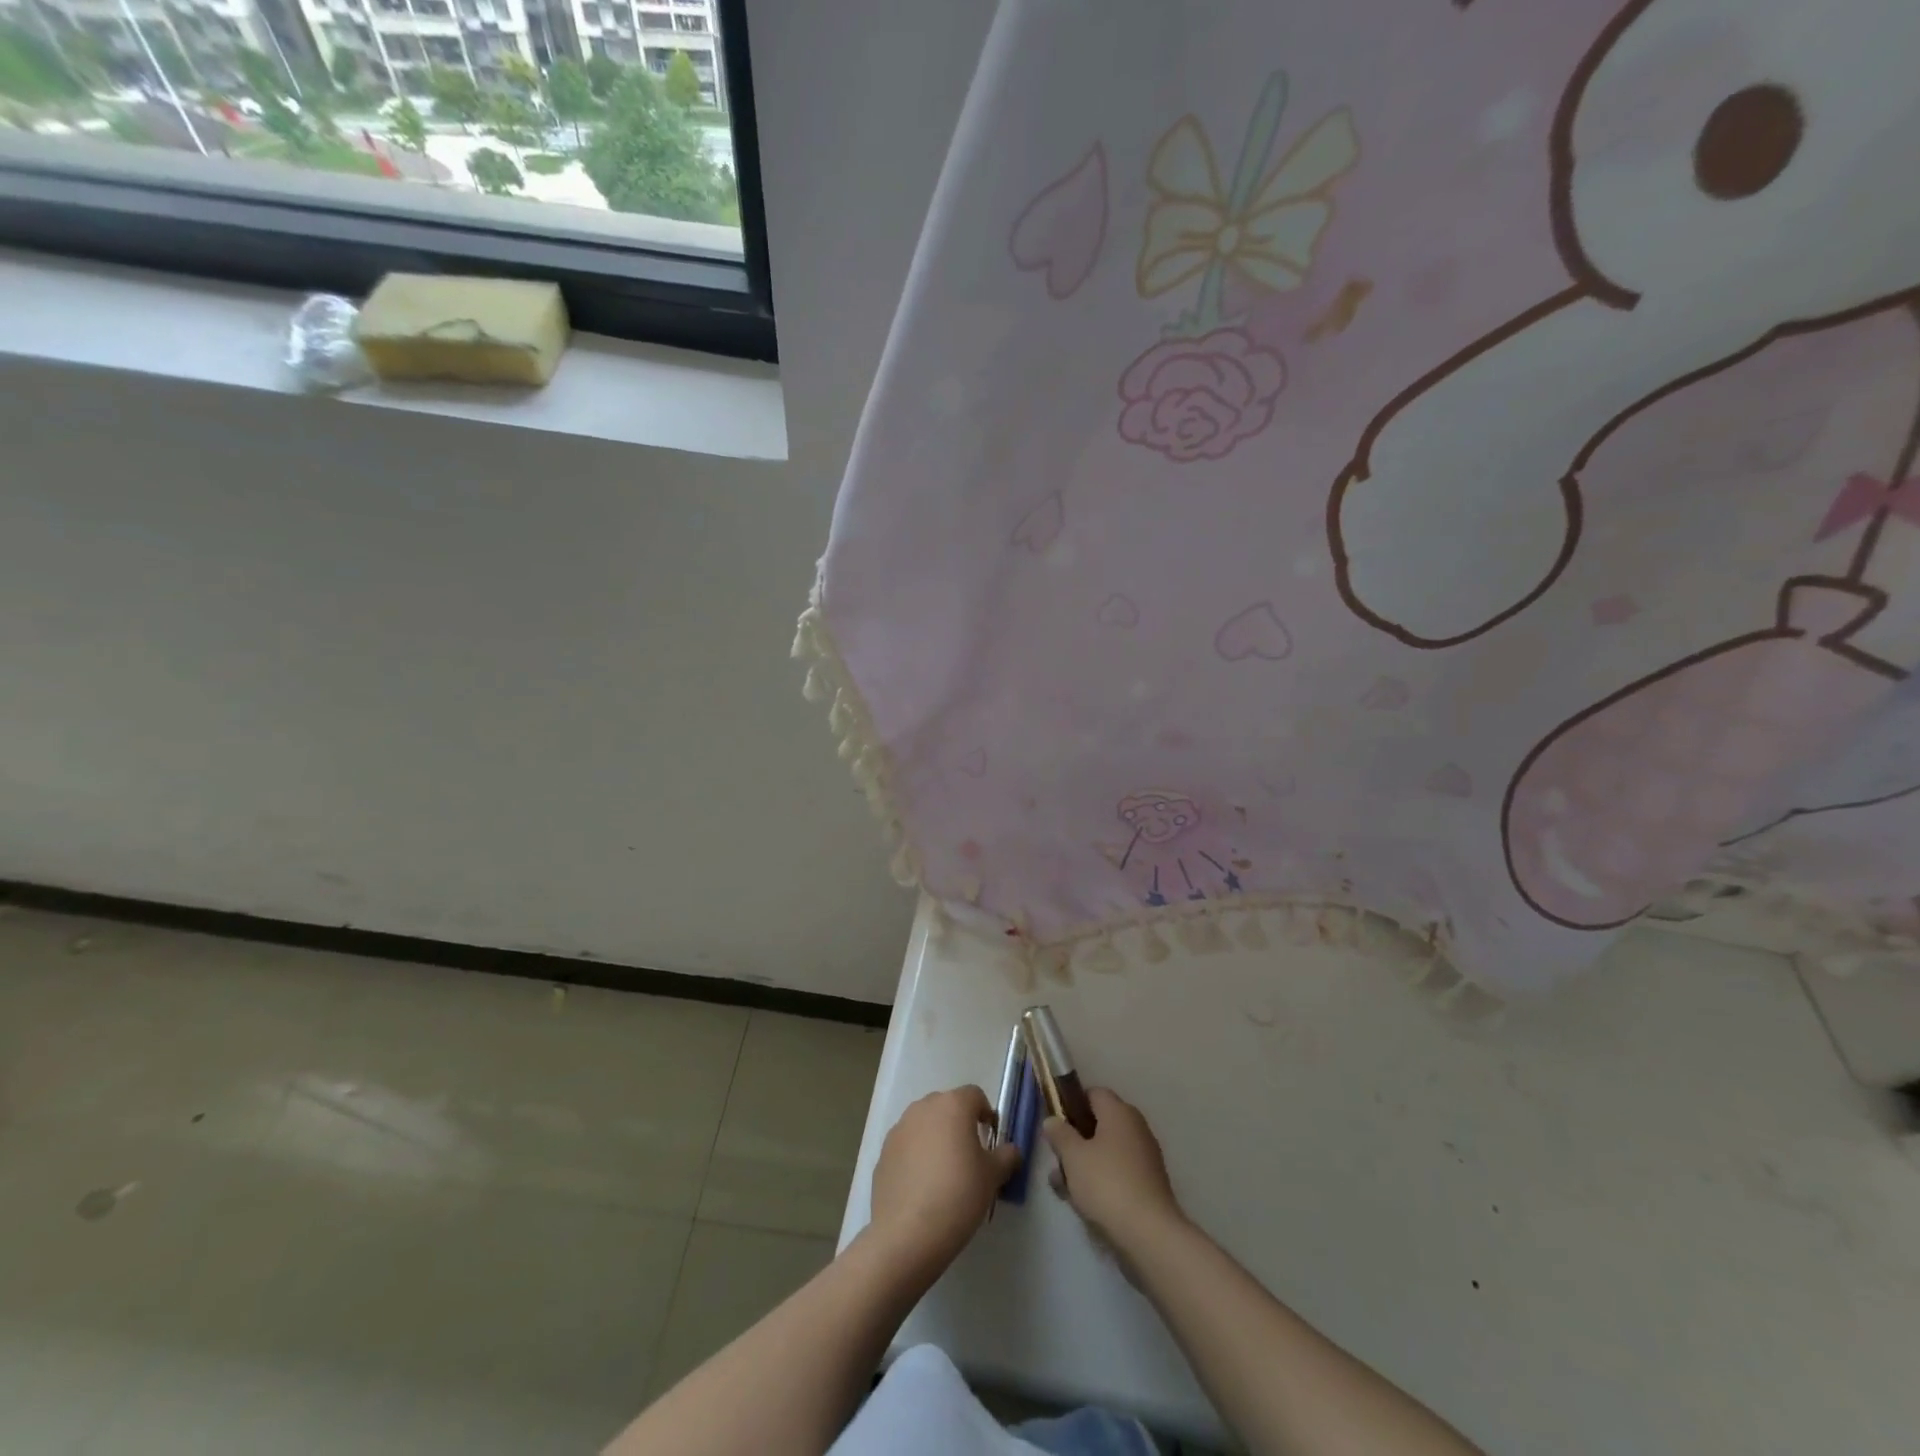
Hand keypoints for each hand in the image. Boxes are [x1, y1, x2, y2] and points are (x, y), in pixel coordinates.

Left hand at [868, 1086, 1020, 1270]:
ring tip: (944, 1173)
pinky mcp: (883, 1152)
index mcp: (953, 1105)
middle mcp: (924, 1107)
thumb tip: (1011, 1150)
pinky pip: (907, 1146)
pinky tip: (922, 1187)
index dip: (986, 1114)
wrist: (908, 1233)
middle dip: (959, 1125)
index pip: (975, 1095)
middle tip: (969, 1157)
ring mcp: (899, 1128)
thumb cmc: (958, 1195)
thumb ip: (1006, 1156)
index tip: (991, 1139)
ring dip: (936, 1139)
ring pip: (925, 1125)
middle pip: (947, 1106)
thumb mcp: (993, 1177)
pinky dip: (916, 1156)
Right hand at [1042, 1088, 1185, 1253]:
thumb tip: (1052, 1120)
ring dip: (1083, 1165)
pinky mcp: (1147, 1185)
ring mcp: (1144, 1158)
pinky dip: (1100, 1182)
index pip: (1093, 1093)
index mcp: (1119, 1112)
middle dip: (1074, 1141)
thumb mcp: (1072, 1156)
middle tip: (1057, 1160)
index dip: (1071, 1104)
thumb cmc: (1106, 1184)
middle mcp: (1135, 1128)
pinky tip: (1082, 1202)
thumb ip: (1059, 1134)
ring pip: (1106, 1152)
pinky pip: (1117, 1173)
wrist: (1149, 1235)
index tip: (1055, 1124)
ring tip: (1062, 1188)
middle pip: (1098, 1124)